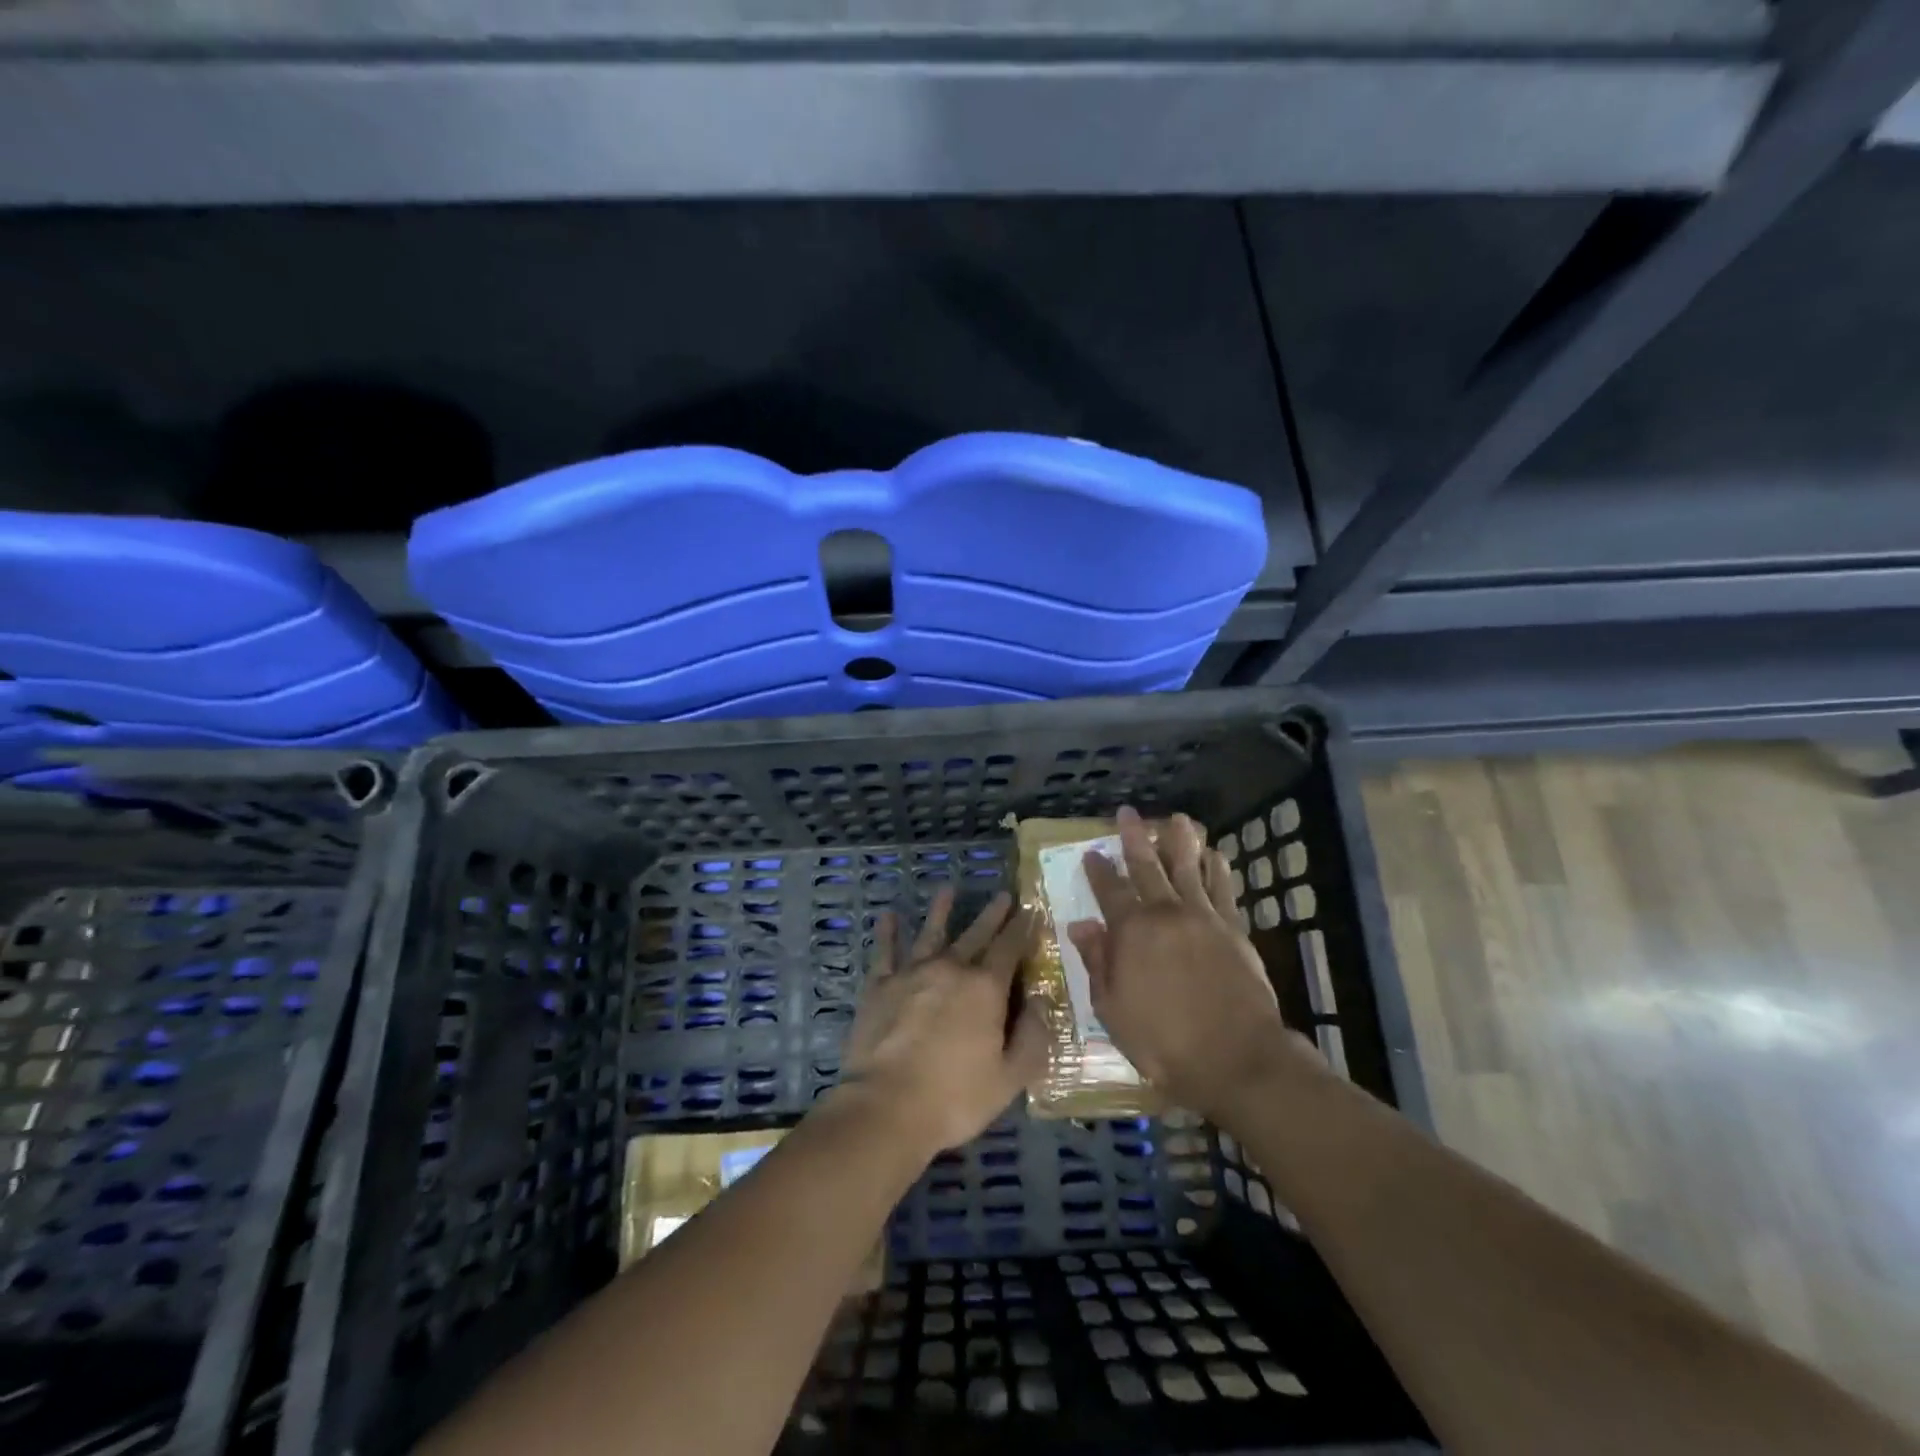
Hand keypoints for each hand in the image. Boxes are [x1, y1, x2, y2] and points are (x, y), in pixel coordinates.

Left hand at [835, 888, 1046, 1156]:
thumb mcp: (1009, 1077)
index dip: (1023, 929)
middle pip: (975, 934)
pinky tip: (889, 916)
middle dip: (992, 914)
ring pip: (930, 933)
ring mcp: (911, 974)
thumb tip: (1040, 1001)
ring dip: (940, 910)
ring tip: (947, 888)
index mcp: (985, 988)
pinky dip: (887, 932)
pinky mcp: (879, 986)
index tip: (1032, 911)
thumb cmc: (955, 1097)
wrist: (886, 1106)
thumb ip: (1032, 1037)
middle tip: (1003, 895)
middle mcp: (950, 969)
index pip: (1010, 948)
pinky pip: (885, 952)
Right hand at [1069, 805, 1319, 1121]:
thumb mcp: (1113, 1009)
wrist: (1237, 1058)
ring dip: (1181, 842)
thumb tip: (1081, 925)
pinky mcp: (1234, 930)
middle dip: (1135, 839)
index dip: (1098, 870)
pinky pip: (1224, 890)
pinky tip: (1216, 856)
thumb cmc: (1164, 1042)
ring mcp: (1204, 918)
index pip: (1110, 891)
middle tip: (1128, 814)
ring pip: (1189, 869)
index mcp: (1132, 932)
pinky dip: (1218, 870)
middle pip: (1147, 867)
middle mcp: (1166, 914)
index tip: (1092, 852)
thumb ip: (1098, 962)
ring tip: (1178, 818)